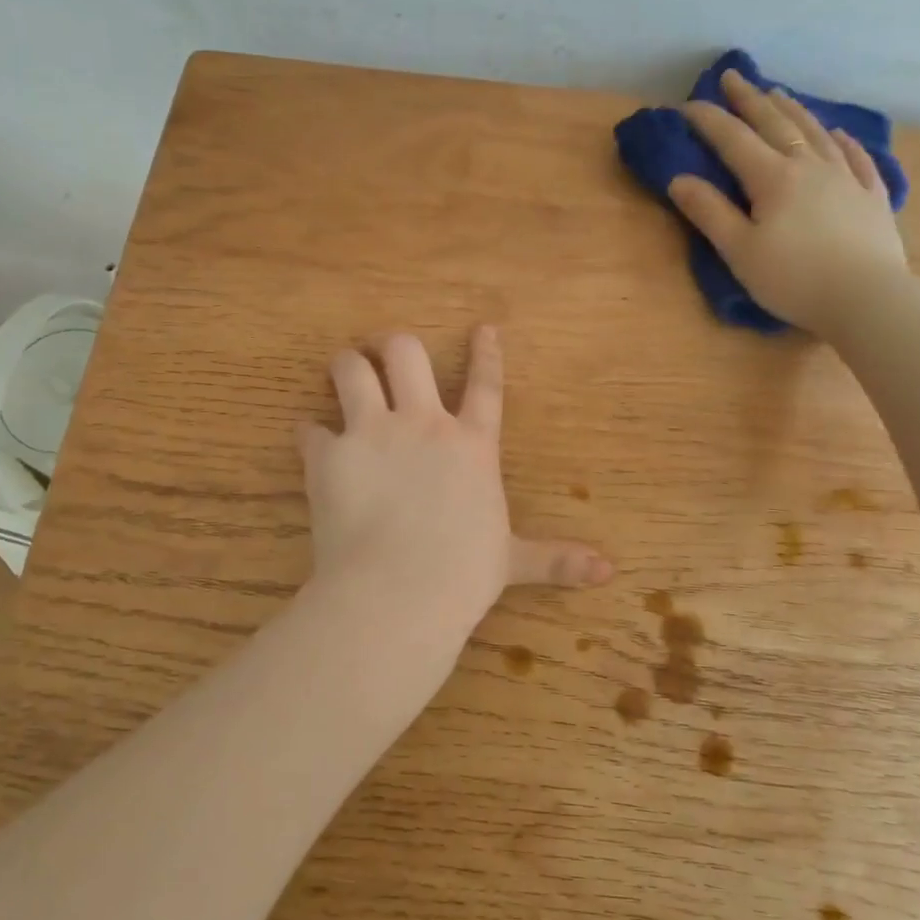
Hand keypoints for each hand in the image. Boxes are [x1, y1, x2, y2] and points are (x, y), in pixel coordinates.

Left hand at [299, 326, 611, 658]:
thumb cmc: (463, 575)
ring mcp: (373, 433)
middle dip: (393, 345)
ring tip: (343, 369)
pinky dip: (310, 435)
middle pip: (406, 353)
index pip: (485, 386)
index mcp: (471, 445)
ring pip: (351, 370)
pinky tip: (310, 442)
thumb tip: (609, 572)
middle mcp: (422, 424)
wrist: (400, 592)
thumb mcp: (512, 561)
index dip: (486, 353)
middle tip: (385, 351)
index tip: (482, 327)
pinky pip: (310, 429)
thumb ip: (556, 559)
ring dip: (345, 366)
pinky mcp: (330, 455)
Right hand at [668, 68, 908, 335]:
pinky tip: (837, 132)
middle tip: (733, 76)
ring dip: (792, 110)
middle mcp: (809, 165)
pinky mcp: (872, 196)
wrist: (867, 298)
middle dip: (750, 99)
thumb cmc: (793, 279)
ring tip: (778, 93)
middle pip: (775, 124)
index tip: (688, 104)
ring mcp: (846, 177)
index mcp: (773, 178)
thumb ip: (709, 212)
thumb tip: (678, 179)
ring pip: (815, 132)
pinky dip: (842, 140)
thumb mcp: (739, 251)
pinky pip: (856, 156)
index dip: (709, 120)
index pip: (733, 140)